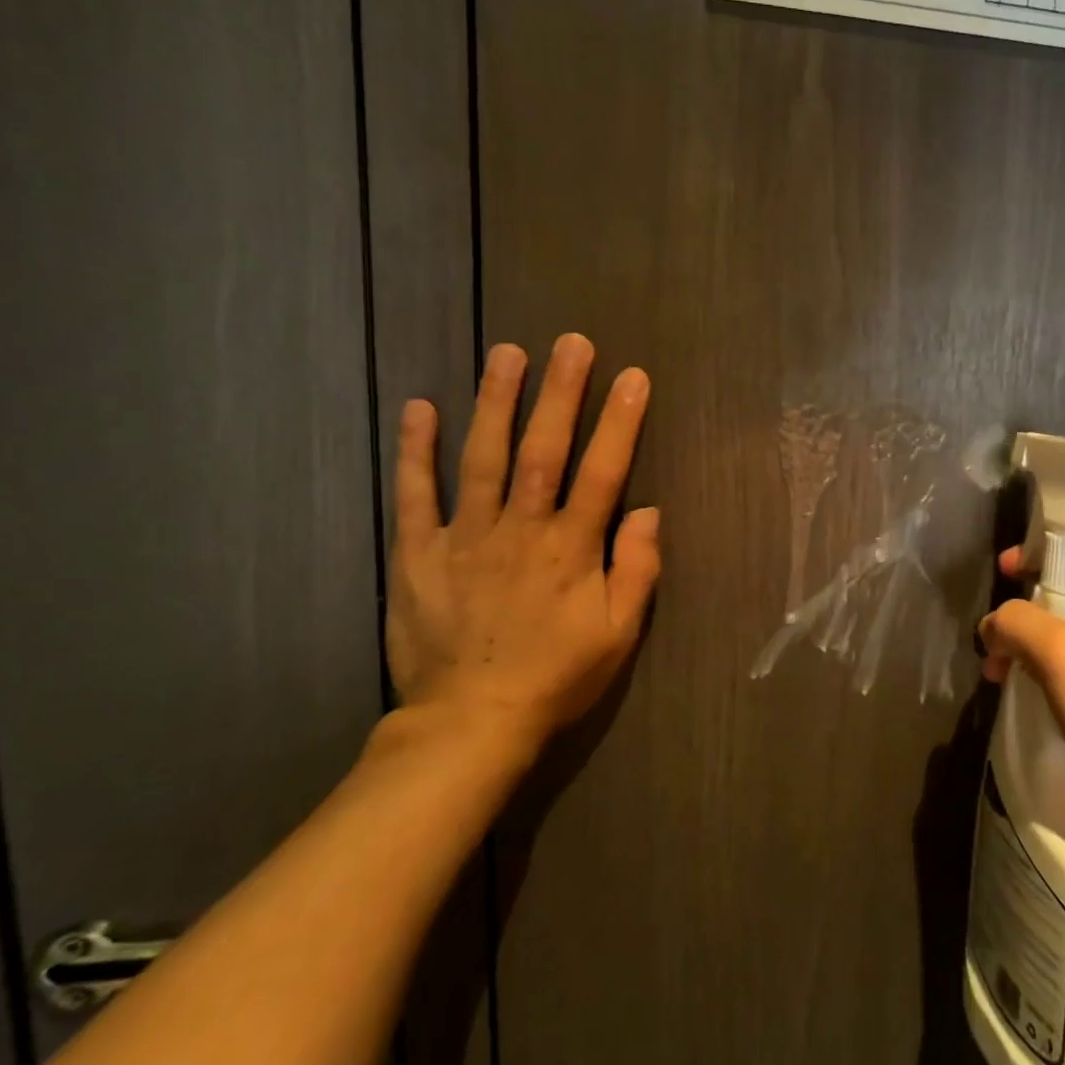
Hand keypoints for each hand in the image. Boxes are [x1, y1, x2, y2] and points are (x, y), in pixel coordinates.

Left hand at [383, 335, 659, 764]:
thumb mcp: (617, 635)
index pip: (603, 473)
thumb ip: (637, 571)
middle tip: (572, 342)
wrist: (471, 723)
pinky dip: (416, 450)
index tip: (632, 377)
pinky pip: (415, 495)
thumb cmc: (556, 678)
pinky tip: (420, 407)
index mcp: (571, 550)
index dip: (620, 422)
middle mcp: (520, 530)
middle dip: (560, 393)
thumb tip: (648, 511)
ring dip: (496, 402)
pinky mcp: (418, 554)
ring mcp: (465, 537)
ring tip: (507, 353)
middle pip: (543, 451)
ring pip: (482, 458)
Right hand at [978, 548, 1064, 822]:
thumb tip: (993, 626)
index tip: (1002, 572)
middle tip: (995, 640)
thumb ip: (1015, 620)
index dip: (1040, 557)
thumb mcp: (1058, 648)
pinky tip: (1032, 698)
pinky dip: (1055, 679)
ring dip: (1035, 652)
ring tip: (1001, 676)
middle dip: (1028, 616)